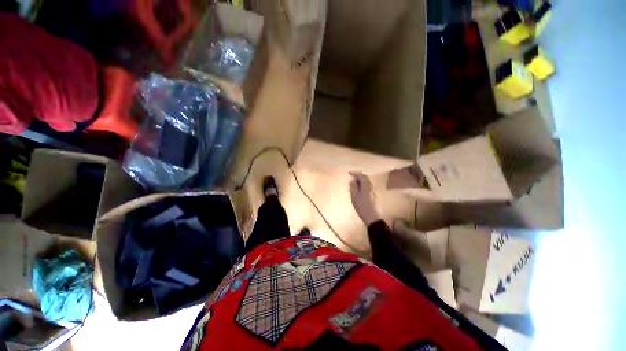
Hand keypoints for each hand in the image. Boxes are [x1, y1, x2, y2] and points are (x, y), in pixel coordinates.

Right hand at [349, 172, 382, 225]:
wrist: (372, 217)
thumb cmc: (362, 206)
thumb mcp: (354, 196)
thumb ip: (353, 187)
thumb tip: (352, 180)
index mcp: (366, 186)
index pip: (361, 175)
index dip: (355, 173)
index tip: (349, 173)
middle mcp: (371, 187)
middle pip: (365, 178)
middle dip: (358, 176)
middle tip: (351, 177)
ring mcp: (373, 191)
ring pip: (366, 183)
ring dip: (360, 181)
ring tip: (353, 184)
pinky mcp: (373, 195)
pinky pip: (367, 187)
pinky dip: (362, 186)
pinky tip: (358, 190)